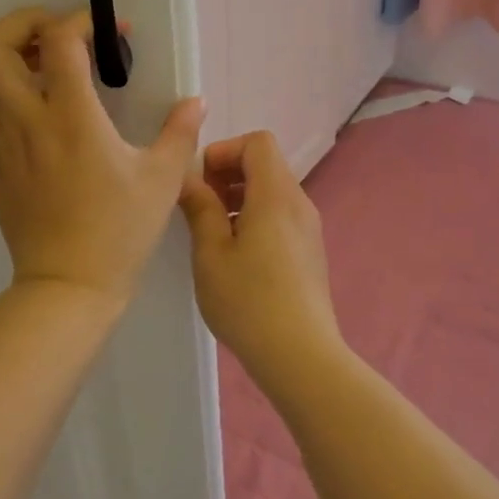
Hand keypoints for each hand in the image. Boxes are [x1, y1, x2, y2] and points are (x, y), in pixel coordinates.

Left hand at [0, 7, 203, 306]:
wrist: (67, 285)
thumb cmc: (119, 231)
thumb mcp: (162, 180)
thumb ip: (180, 132)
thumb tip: (196, 101)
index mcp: (70, 117)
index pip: (57, 40)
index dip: (82, 20)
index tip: (111, 31)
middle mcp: (25, 119)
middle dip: (20, 23)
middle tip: (55, 33)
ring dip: (3, 56)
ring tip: (40, 64)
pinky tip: (32, 108)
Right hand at [178, 131, 346, 382]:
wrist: (301, 356)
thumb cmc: (249, 301)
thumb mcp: (211, 253)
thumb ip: (200, 208)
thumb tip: (188, 179)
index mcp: (276, 195)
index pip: (258, 142)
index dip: (225, 150)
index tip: (200, 181)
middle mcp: (299, 203)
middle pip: (266, 164)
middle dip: (229, 173)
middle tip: (200, 205)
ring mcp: (309, 229)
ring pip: (273, 192)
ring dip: (240, 197)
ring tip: (212, 232)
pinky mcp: (310, 252)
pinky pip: (281, 216)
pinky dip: (256, 218)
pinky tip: (235, 256)